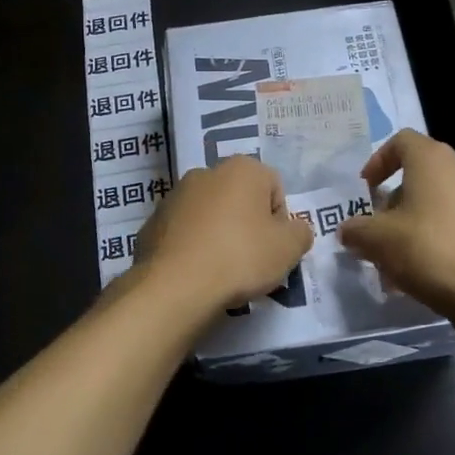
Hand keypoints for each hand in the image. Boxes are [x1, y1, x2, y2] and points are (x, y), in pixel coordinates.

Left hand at [132, 155, 313, 312]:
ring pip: (210, 214)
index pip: (274, 188)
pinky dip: (193, 246)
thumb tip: (294, 230)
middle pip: (240, 198)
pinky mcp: (153, 221)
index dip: (279, 221)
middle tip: (251, 260)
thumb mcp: (289, 249)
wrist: (175, 286)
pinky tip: (196, 271)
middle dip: (248, 224)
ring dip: (219, 234)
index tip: (273, 248)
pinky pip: (185, 231)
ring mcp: (175, 195)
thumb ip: (301, 232)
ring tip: (222, 269)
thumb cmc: (240, 257)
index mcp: (242, 168)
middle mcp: (206, 172)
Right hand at [338, 130, 454, 318]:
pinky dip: (437, 237)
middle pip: (419, 174)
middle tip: (377, 230)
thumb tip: (347, 230)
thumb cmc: (430, 251)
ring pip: (437, 202)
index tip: (366, 191)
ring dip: (413, 223)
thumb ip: (356, 230)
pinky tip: (424, 271)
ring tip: (396, 260)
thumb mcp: (378, 240)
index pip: (401, 141)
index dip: (377, 162)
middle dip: (393, 202)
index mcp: (433, 160)